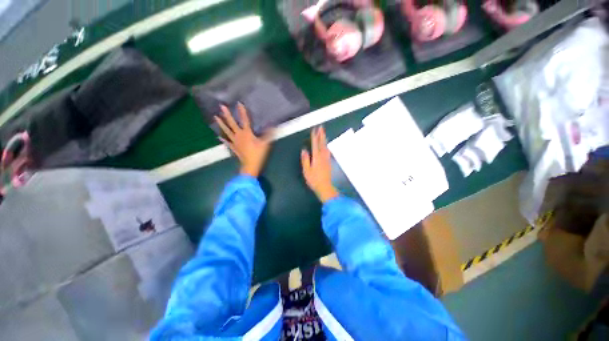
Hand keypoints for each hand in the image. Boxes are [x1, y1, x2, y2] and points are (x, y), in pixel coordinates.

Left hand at [216, 103, 271, 176]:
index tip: (239, 103)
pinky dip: (223, 139)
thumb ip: (268, 134)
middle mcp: (239, 135)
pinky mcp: (233, 147)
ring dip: (221, 124)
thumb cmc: (258, 154)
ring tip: (215, 117)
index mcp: (247, 133)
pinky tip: (219, 136)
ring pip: (226, 131)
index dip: (242, 111)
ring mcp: (234, 141)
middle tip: (221, 106)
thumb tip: (273, 125)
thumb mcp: (265, 144)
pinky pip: (227, 142)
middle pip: (232, 123)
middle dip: (227, 115)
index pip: (245, 120)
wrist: (250, 166)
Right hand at [301, 127, 338, 202]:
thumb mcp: (307, 171)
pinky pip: (327, 151)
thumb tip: (304, 150)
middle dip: (321, 135)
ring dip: (324, 139)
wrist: (325, 187)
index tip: (314, 130)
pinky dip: (326, 146)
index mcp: (316, 158)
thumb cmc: (314, 180)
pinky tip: (326, 146)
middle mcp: (323, 156)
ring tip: (323, 134)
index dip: (314, 137)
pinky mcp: (328, 162)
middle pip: (322, 144)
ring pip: (326, 147)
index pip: (315, 145)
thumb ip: (305, 160)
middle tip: (321, 127)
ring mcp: (327, 159)